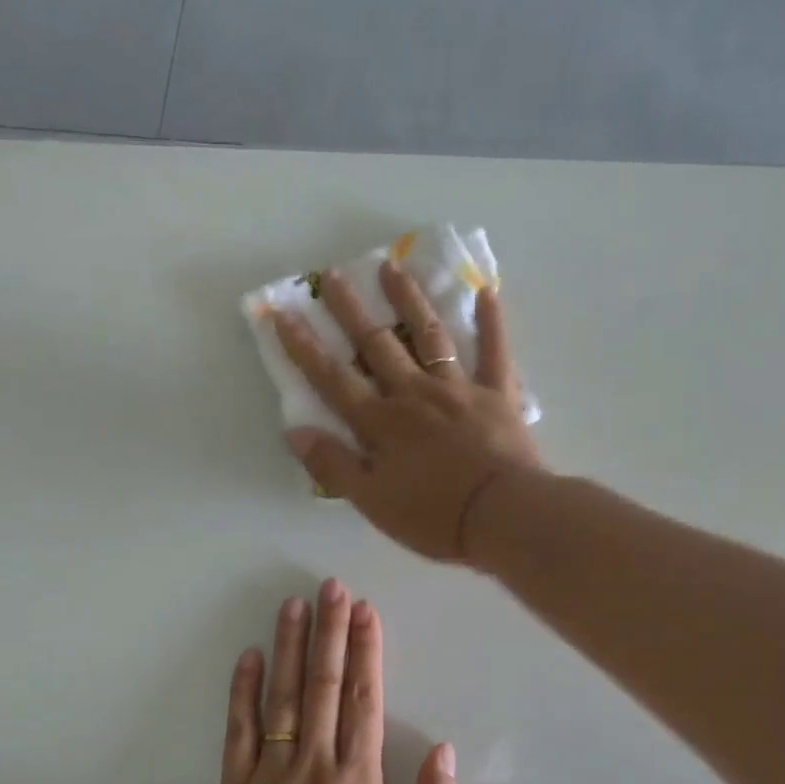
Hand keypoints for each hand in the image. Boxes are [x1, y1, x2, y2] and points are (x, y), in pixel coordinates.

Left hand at [213, 580, 458, 783]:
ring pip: (282, 696)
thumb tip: (444, 749)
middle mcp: (315, 766)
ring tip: (294, 604)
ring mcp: (270, 776)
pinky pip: (238, 731)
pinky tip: (249, 655)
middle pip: (324, 684)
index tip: (366, 611)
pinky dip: (243, 691)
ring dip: (290, 646)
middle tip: (331, 586)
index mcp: (360, 781)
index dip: (365, 649)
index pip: (364, 698)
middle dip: (330, 630)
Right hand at [275, 261, 542, 562]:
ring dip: (409, 300)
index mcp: (381, 422)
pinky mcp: (497, 395)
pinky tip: (486, 291)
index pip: (333, 379)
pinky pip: (495, 352)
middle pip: (377, 345)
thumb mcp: (371, 501)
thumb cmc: (432, 516)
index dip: (305, 347)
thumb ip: (333, 464)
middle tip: (334, 275)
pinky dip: (491, 322)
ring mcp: (458, 389)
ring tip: (394, 267)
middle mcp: (414, 394)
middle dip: (352, 310)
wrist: (502, 516)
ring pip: (429, 336)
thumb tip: (294, 431)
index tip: (283, 313)